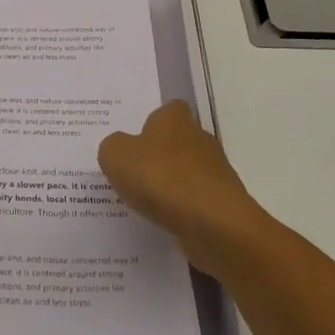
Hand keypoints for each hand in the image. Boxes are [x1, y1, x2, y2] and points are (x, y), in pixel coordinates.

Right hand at [98, 101, 265, 270]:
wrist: (213, 224)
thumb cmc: (161, 178)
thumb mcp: (116, 156)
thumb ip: (112, 147)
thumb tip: (119, 149)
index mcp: (175, 118)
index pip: (166, 111)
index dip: (150, 124)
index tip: (134, 143)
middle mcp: (199, 137)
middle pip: (177, 141)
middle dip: (159, 156)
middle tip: (133, 174)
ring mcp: (216, 171)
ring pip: (187, 173)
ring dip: (171, 185)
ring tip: (145, 203)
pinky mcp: (223, 203)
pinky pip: (195, 201)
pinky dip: (182, 210)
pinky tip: (165, 222)